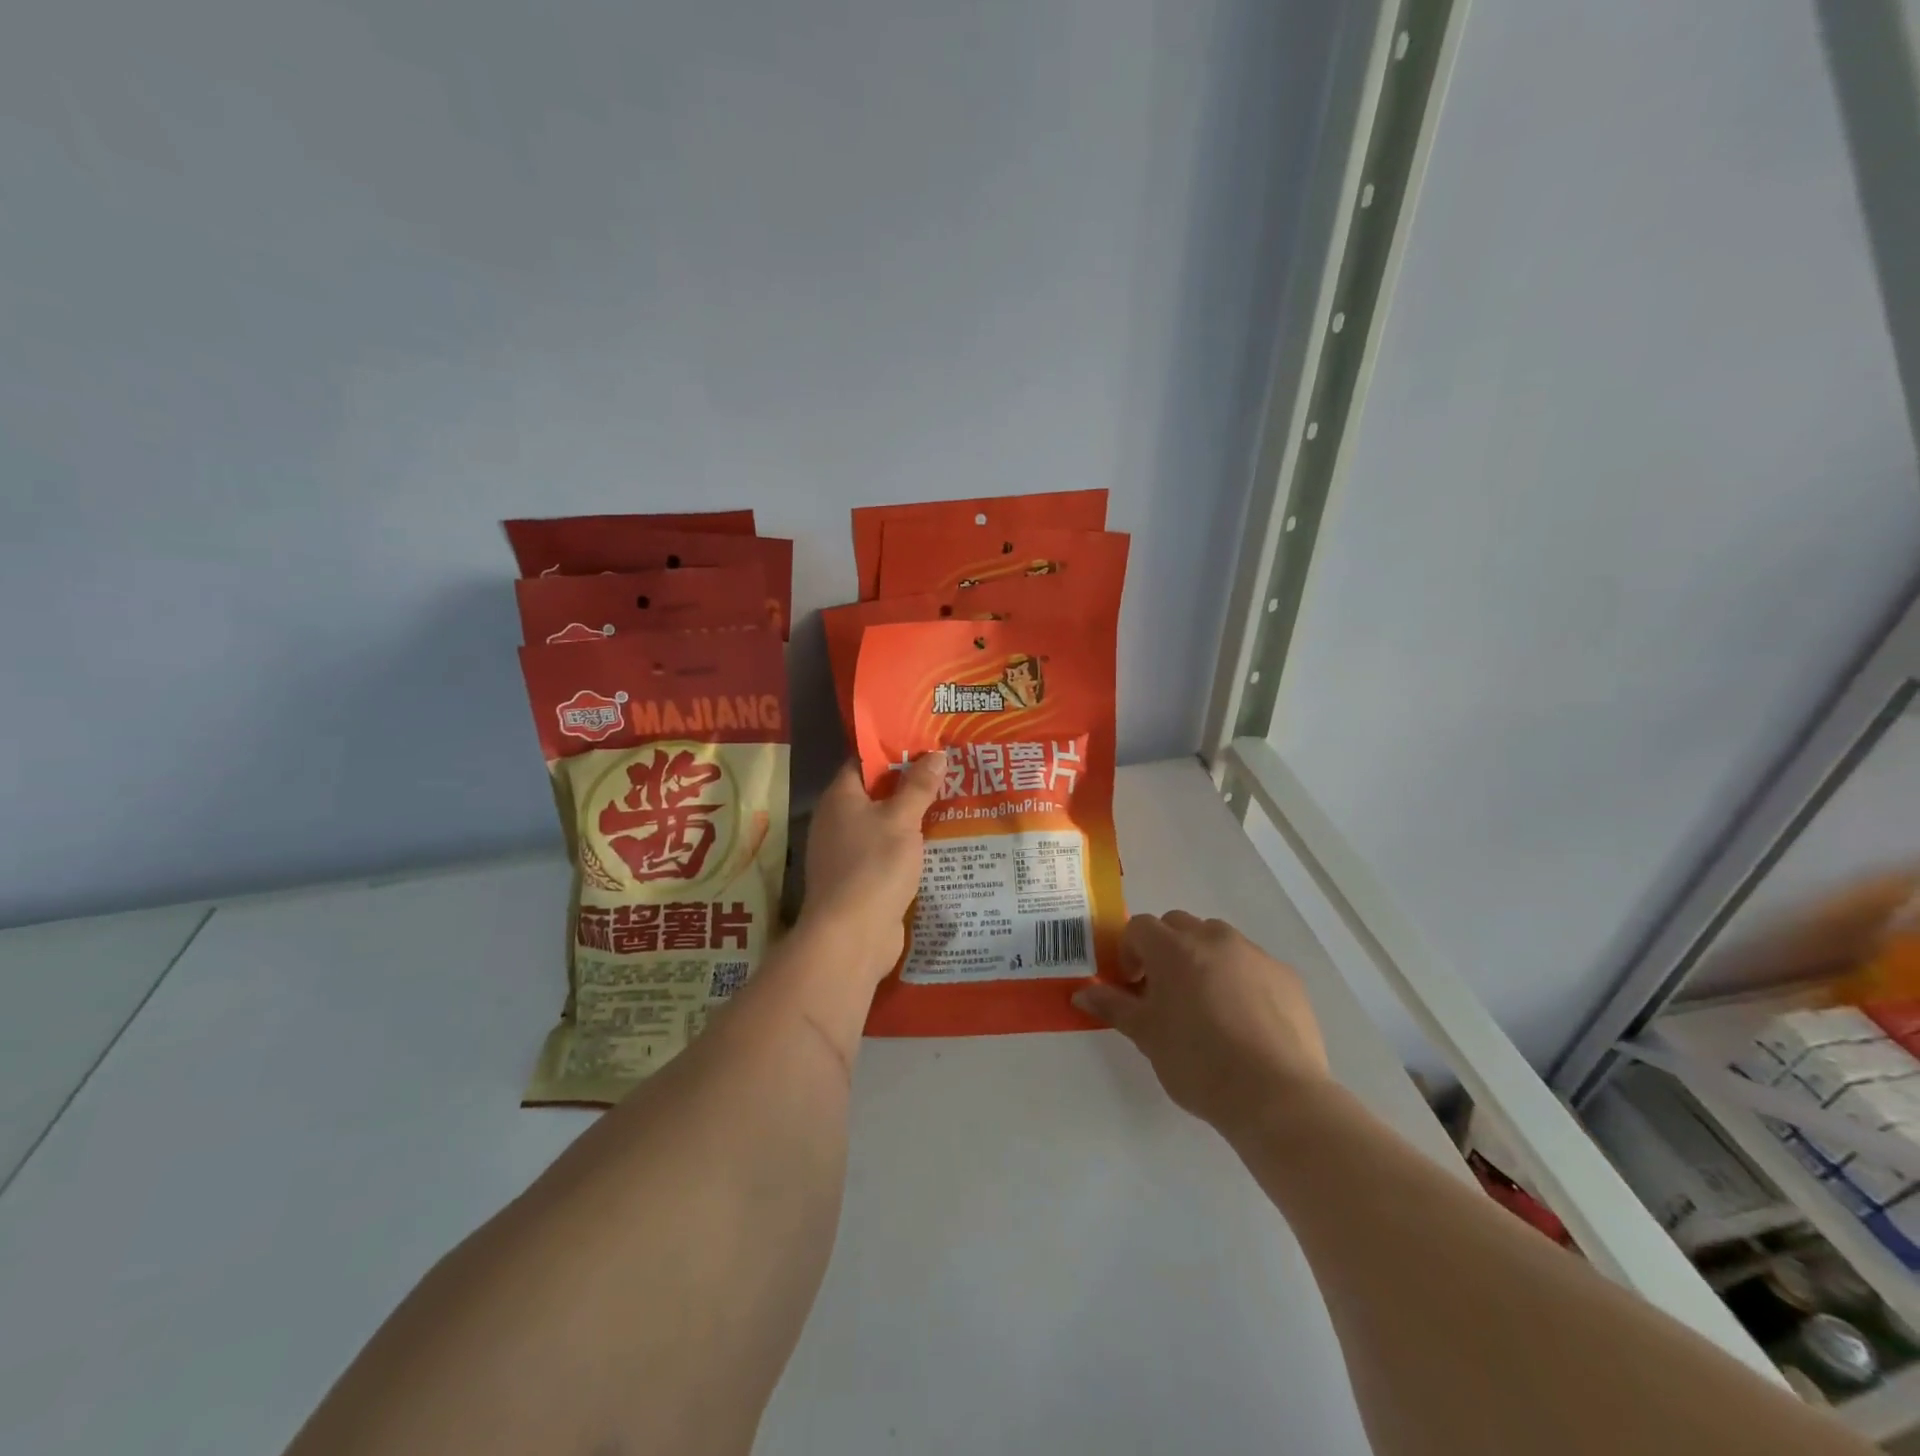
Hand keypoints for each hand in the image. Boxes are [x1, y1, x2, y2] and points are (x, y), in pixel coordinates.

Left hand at [800, 755, 943, 981]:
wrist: (852, 935)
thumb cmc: (874, 865)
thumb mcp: (902, 820)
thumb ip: (919, 786)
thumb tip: (936, 754)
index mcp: (840, 797)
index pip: (863, 761)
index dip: (892, 749)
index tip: (926, 743)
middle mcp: (837, 821)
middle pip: (875, 792)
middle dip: (909, 784)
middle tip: (947, 771)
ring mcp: (846, 853)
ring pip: (883, 825)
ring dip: (911, 817)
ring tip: (951, 802)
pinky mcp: (860, 880)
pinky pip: (886, 853)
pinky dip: (908, 847)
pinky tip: (937, 844)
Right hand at [1074, 912, 1330, 1136]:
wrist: (1275, 1095)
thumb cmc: (1198, 1063)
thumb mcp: (1146, 1036)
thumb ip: (1113, 1006)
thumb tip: (1082, 993)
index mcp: (1173, 948)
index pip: (1139, 927)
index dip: (1130, 952)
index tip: (1135, 987)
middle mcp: (1214, 938)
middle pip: (1178, 925)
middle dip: (1166, 950)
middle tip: (1166, 993)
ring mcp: (1254, 954)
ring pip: (1218, 941)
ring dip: (1204, 959)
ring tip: (1208, 1006)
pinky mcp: (1286, 976)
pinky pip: (1252, 965)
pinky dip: (1241, 979)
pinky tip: (1245, 1021)